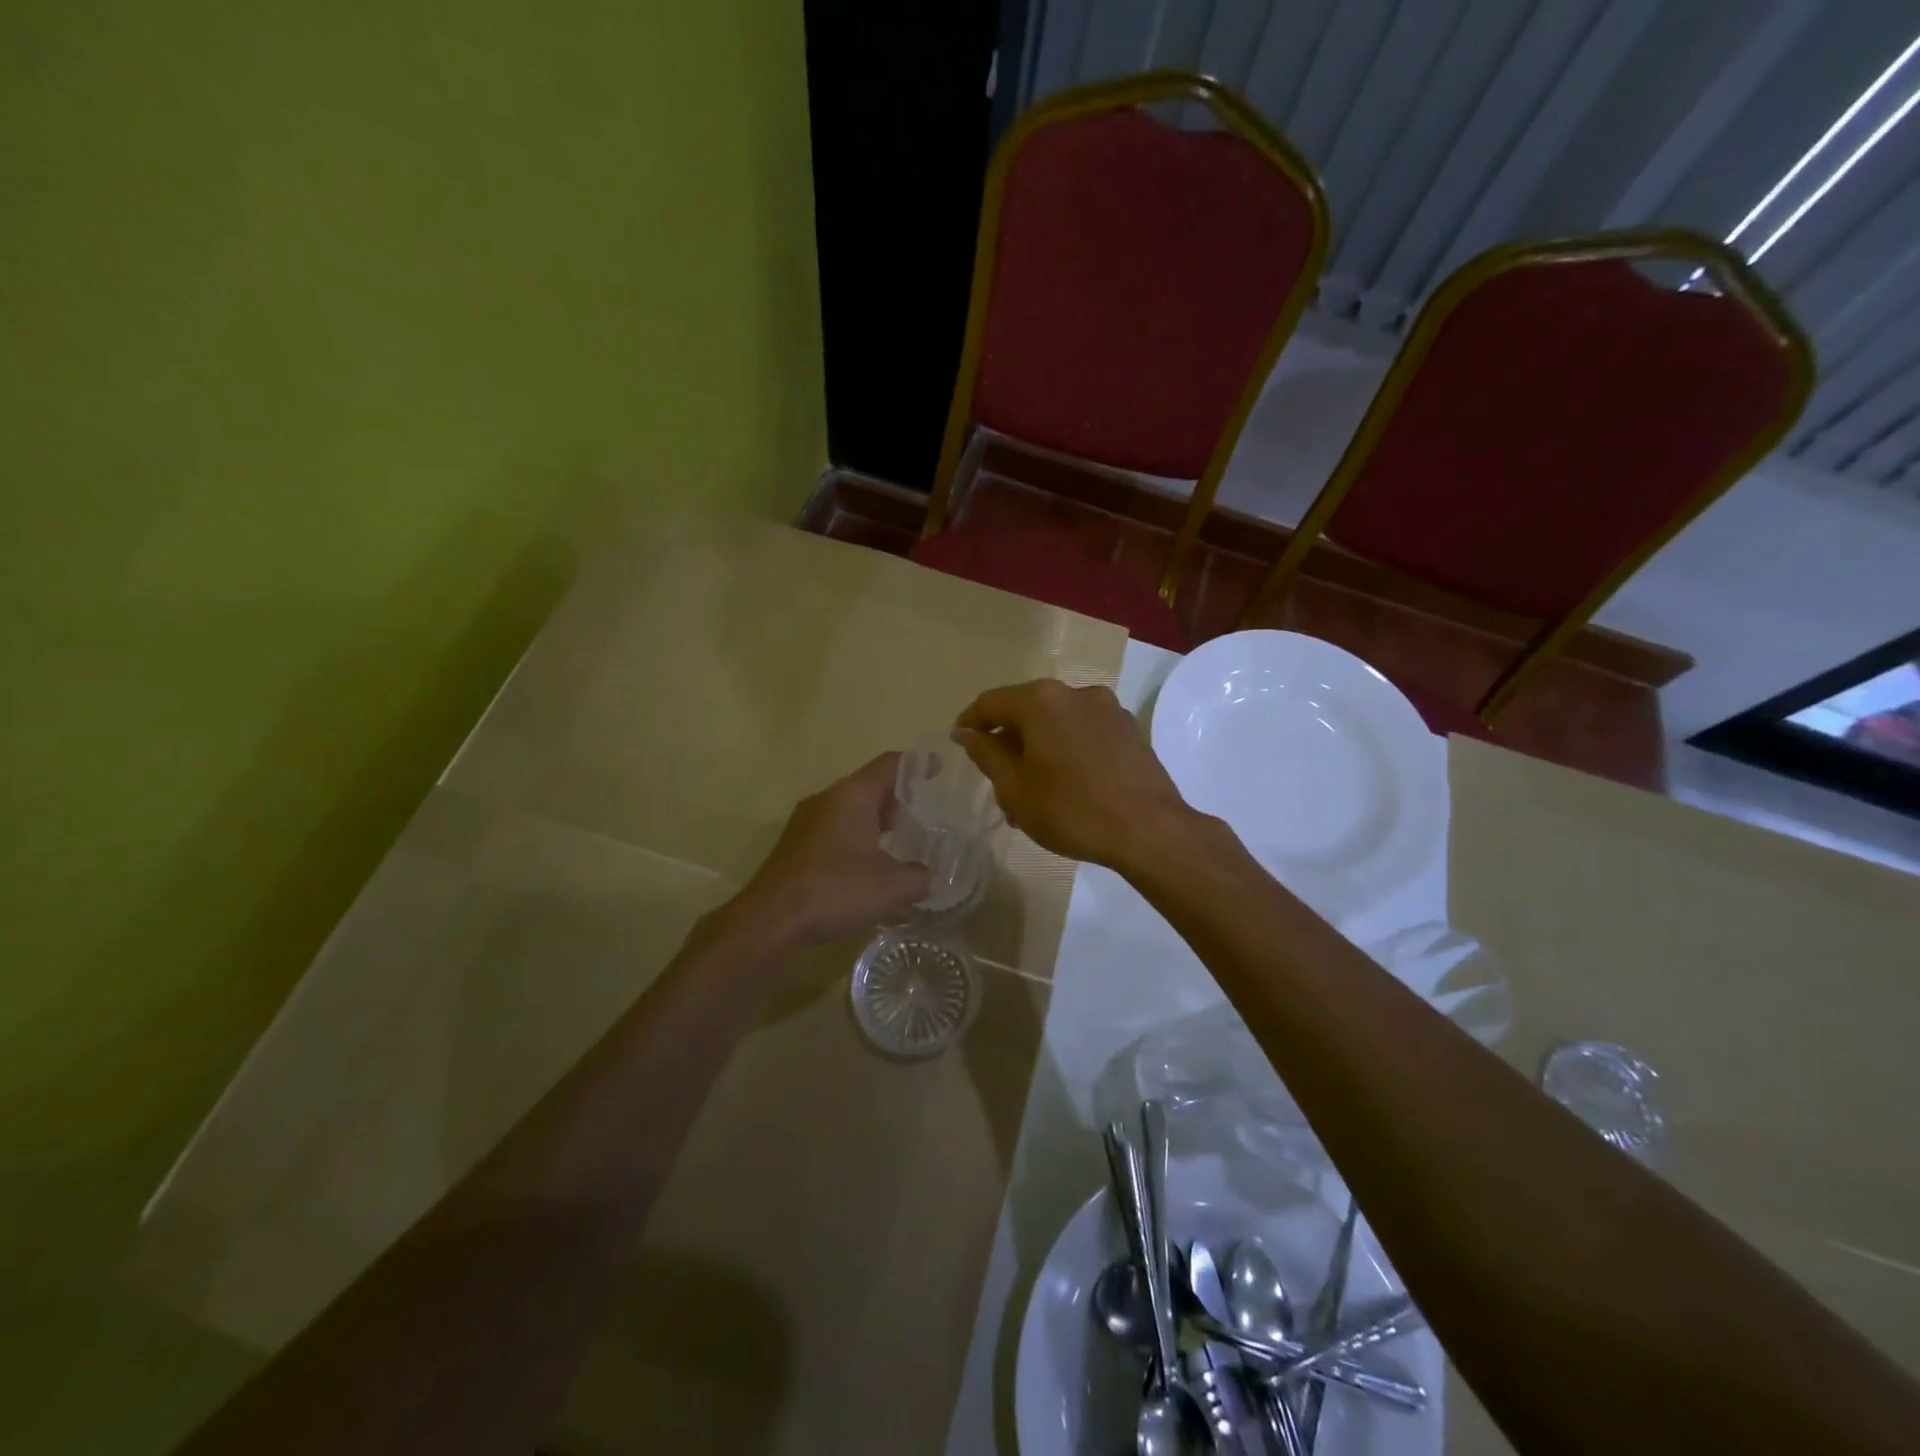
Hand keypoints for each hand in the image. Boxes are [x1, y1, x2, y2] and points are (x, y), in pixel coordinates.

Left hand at [727, 753, 932, 948]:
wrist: (772, 919)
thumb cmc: (836, 890)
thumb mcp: (891, 887)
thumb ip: (919, 878)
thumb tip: (931, 877)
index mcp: (852, 796)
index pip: (889, 765)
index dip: (917, 764)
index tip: (936, 768)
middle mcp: (827, 799)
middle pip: (867, 785)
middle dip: (896, 795)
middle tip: (921, 812)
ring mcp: (806, 821)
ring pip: (848, 807)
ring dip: (873, 818)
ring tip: (898, 838)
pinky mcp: (794, 844)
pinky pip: (833, 827)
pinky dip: (854, 834)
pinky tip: (866, 863)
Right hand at [952, 679, 1196, 869]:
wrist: (1149, 829)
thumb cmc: (1071, 809)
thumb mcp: (1015, 788)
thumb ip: (986, 754)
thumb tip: (966, 732)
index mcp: (1041, 700)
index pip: (991, 702)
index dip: (970, 722)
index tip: (959, 743)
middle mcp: (1074, 692)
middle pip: (1026, 710)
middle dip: (1007, 741)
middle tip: (996, 779)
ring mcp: (1107, 709)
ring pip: (1056, 723)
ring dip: (1038, 749)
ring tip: (1032, 791)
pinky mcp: (1129, 729)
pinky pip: (1083, 732)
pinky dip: (1066, 750)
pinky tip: (1066, 785)